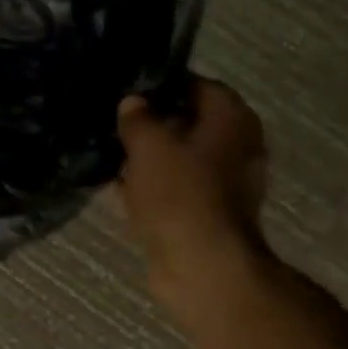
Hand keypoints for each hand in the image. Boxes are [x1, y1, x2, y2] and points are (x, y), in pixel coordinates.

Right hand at [117, 76, 269, 305]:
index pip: (197, 85)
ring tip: (111, 154)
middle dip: (152, 124)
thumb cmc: (180, 193)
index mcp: (232, 118)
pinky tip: (120, 188)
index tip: (127, 90)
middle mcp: (237, 146)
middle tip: (114, 123)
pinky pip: (175, 189)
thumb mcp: (149, 145)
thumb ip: (137, 118)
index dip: (161, 85)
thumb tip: (132, 103)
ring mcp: (224, 183)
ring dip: (149, 158)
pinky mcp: (207, 213)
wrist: (200, 263)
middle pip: (189, 123)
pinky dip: (152, 187)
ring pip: (179, 158)